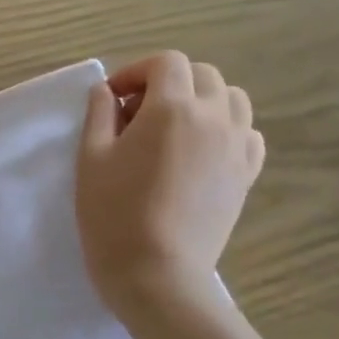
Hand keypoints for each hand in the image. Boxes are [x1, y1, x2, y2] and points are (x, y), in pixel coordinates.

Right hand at [77, 52, 264, 325]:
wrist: (157, 275)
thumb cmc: (114, 214)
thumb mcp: (90, 158)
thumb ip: (99, 113)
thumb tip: (107, 91)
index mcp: (172, 108)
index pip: (166, 63)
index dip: (136, 71)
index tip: (114, 99)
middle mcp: (214, 118)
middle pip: (202, 74)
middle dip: (168, 82)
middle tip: (138, 114)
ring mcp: (236, 147)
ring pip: (232, 99)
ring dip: (203, 100)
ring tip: (174, 128)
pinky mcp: (246, 176)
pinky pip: (248, 134)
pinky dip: (227, 129)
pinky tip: (201, 151)